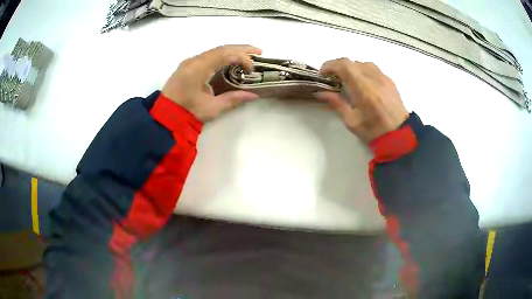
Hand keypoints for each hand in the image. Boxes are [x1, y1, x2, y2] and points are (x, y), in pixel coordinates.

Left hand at [162, 45, 262, 121]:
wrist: (164, 116)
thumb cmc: (187, 113)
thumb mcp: (211, 108)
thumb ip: (233, 99)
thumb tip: (254, 94)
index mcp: (198, 68)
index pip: (224, 54)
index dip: (242, 57)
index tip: (251, 69)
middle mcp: (194, 60)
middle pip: (221, 48)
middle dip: (241, 49)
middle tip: (259, 52)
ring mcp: (190, 62)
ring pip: (215, 50)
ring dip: (233, 51)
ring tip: (249, 54)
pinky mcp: (189, 66)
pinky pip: (210, 56)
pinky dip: (224, 56)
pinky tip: (232, 60)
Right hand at [315, 58, 408, 142]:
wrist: (399, 135)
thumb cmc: (374, 131)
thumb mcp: (351, 121)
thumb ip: (336, 103)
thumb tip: (320, 93)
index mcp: (363, 88)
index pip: (344, 65)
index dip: (330, 65)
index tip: (323, 73)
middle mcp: (373, 78)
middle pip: (352, 62)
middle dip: (339, 67)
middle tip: (333, 78)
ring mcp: (383, 78)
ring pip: (363, 64)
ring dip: (352, 68)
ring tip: (348, 80)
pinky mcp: (389, 81)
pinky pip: (373, 69)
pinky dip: (363, 71)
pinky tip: (363, 84)